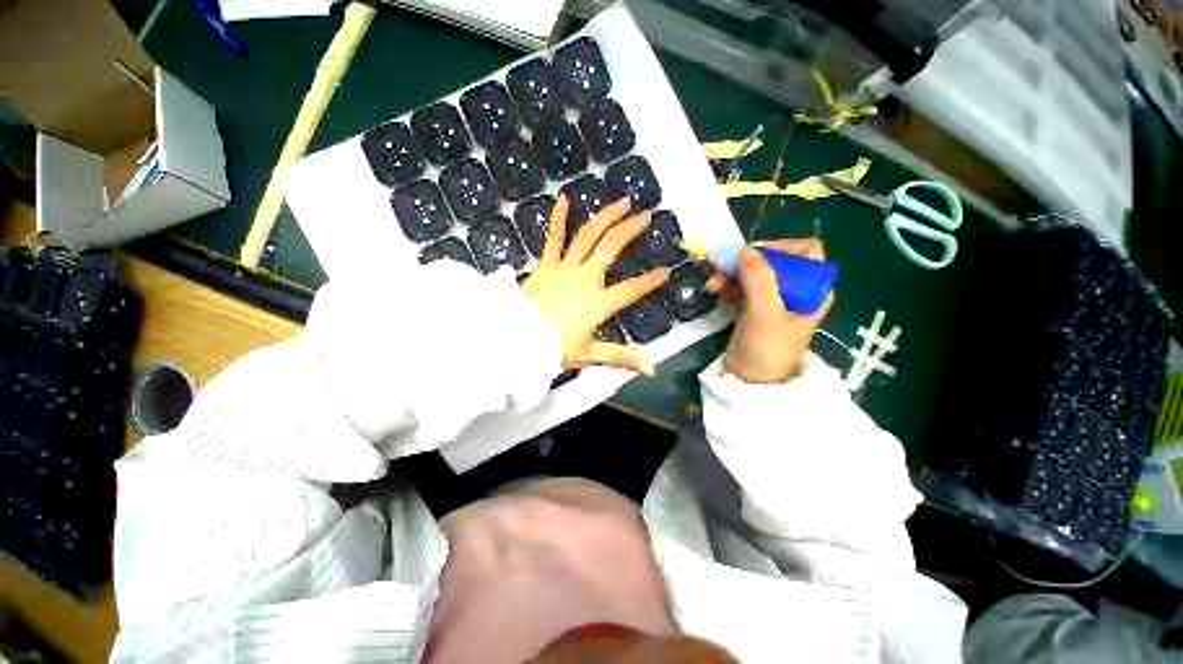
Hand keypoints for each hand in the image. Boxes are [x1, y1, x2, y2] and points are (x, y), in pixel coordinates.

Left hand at [521, 197, 669, 375]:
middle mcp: (585, 279)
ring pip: (588, 236)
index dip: (650, 281)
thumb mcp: (588, 354)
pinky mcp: (545, 265)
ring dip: (606, 217)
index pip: (630, 290)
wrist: (516, 340)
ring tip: (622, 202)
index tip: (666, 271)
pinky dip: (558, 219)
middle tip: (646, 215)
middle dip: (631, 230)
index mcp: (598, 303)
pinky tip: (564, 198)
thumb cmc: (552, 349)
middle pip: (611, 248)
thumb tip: (652, 369)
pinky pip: (553, 239)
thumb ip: (621, 357)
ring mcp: (564, 268)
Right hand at [707, 238, 833, 383]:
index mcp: (813, 289)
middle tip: (724, 265)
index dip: (783, 247)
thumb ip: (758, 278)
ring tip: (713, 281)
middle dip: (748, 261)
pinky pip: (741, 285)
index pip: (807, 251)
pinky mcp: (754, 306)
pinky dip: (728, 283)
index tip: (755, 255)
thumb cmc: (768, 348)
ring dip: (732, 273)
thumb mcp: (766, 312)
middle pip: (774, 260)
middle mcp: (796, 289)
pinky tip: (714, 287)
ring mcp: (773, 298)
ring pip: (754, 272)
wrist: (751, 380)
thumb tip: (744, 249)